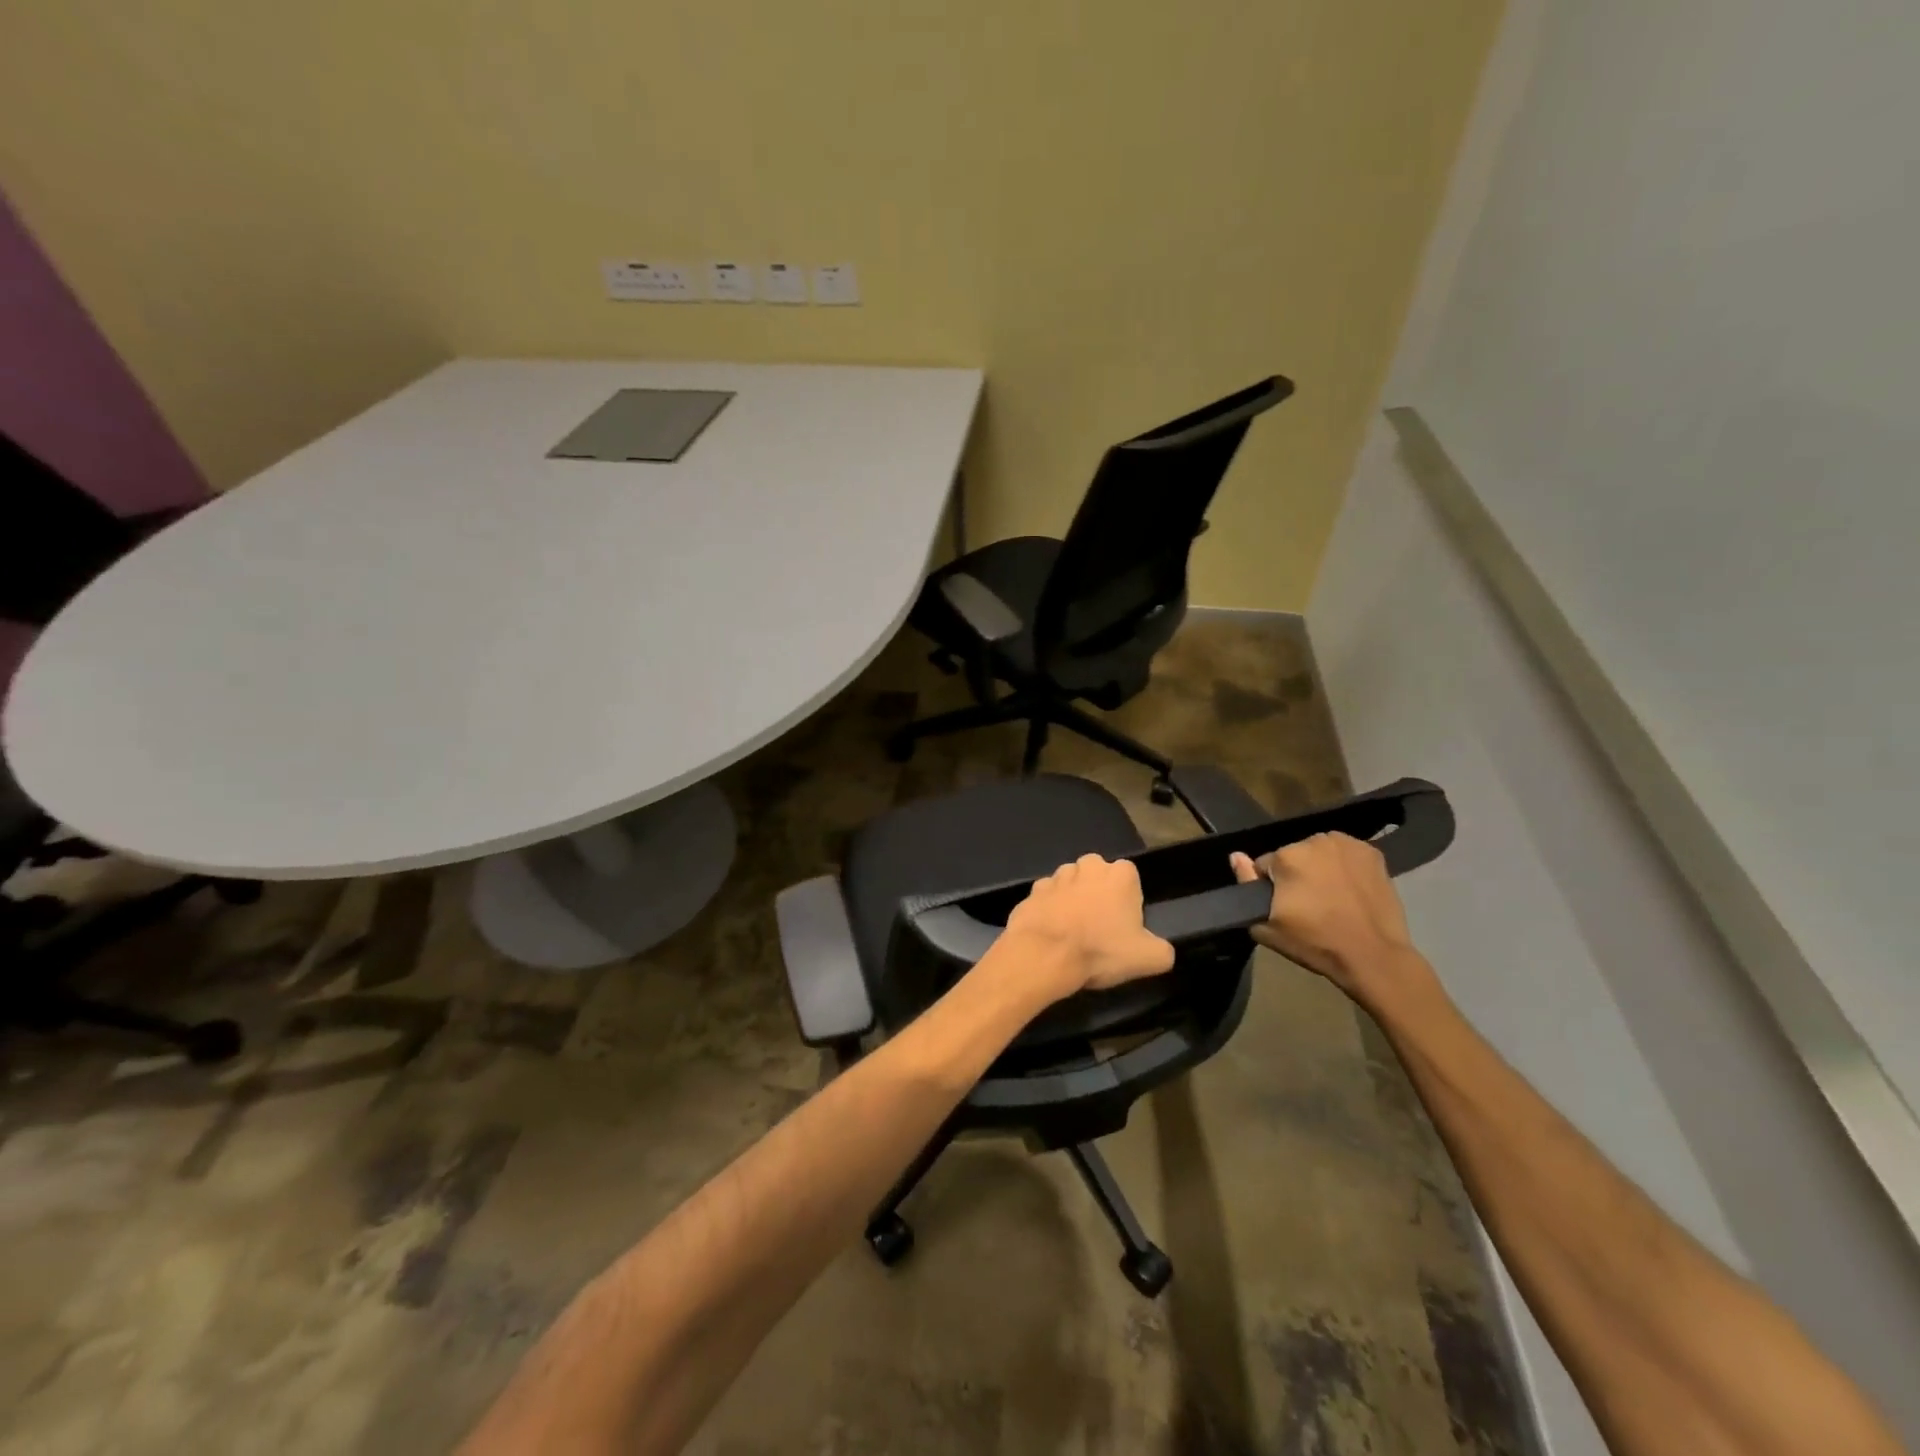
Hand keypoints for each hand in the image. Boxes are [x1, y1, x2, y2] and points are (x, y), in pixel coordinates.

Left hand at [1002, 854, 1175, 998]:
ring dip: (1072, 900)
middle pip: (1097, 874)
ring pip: (1069, 883)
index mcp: (1120, 874)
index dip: (1128, 899)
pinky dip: (1048, 910)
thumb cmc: (1101, 950)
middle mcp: (1087, 866)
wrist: (1045, 954)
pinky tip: (1050, 932)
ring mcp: (1056, 876)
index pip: (1130, 877)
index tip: (1124, 924)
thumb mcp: (1149, 958)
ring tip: (1072, 931)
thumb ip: (1162, 950)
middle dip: (1098, 893)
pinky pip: (1046, 898)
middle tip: (1098, 926)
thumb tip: (1161, 950)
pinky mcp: (1032, 891)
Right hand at [1229, 834, 1431, 1006]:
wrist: (1373, 956)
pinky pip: (1346, 854)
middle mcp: (1314, 841)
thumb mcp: (1268, 926)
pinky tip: (1350, 888)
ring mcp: (1346, 844)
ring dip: (1319, 867)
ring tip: (1330, 896)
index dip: (1271, 887)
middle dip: (1296, 874)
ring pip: (1320, 852)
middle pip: (1293, 855)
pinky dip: (1345, 866)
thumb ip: (1246, 885)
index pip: (1265, 865)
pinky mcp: (1372, 853)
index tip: (1283, 907)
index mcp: (1286, 857)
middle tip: (1308, 903)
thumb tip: (1236, 856)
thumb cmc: (1316, 943)